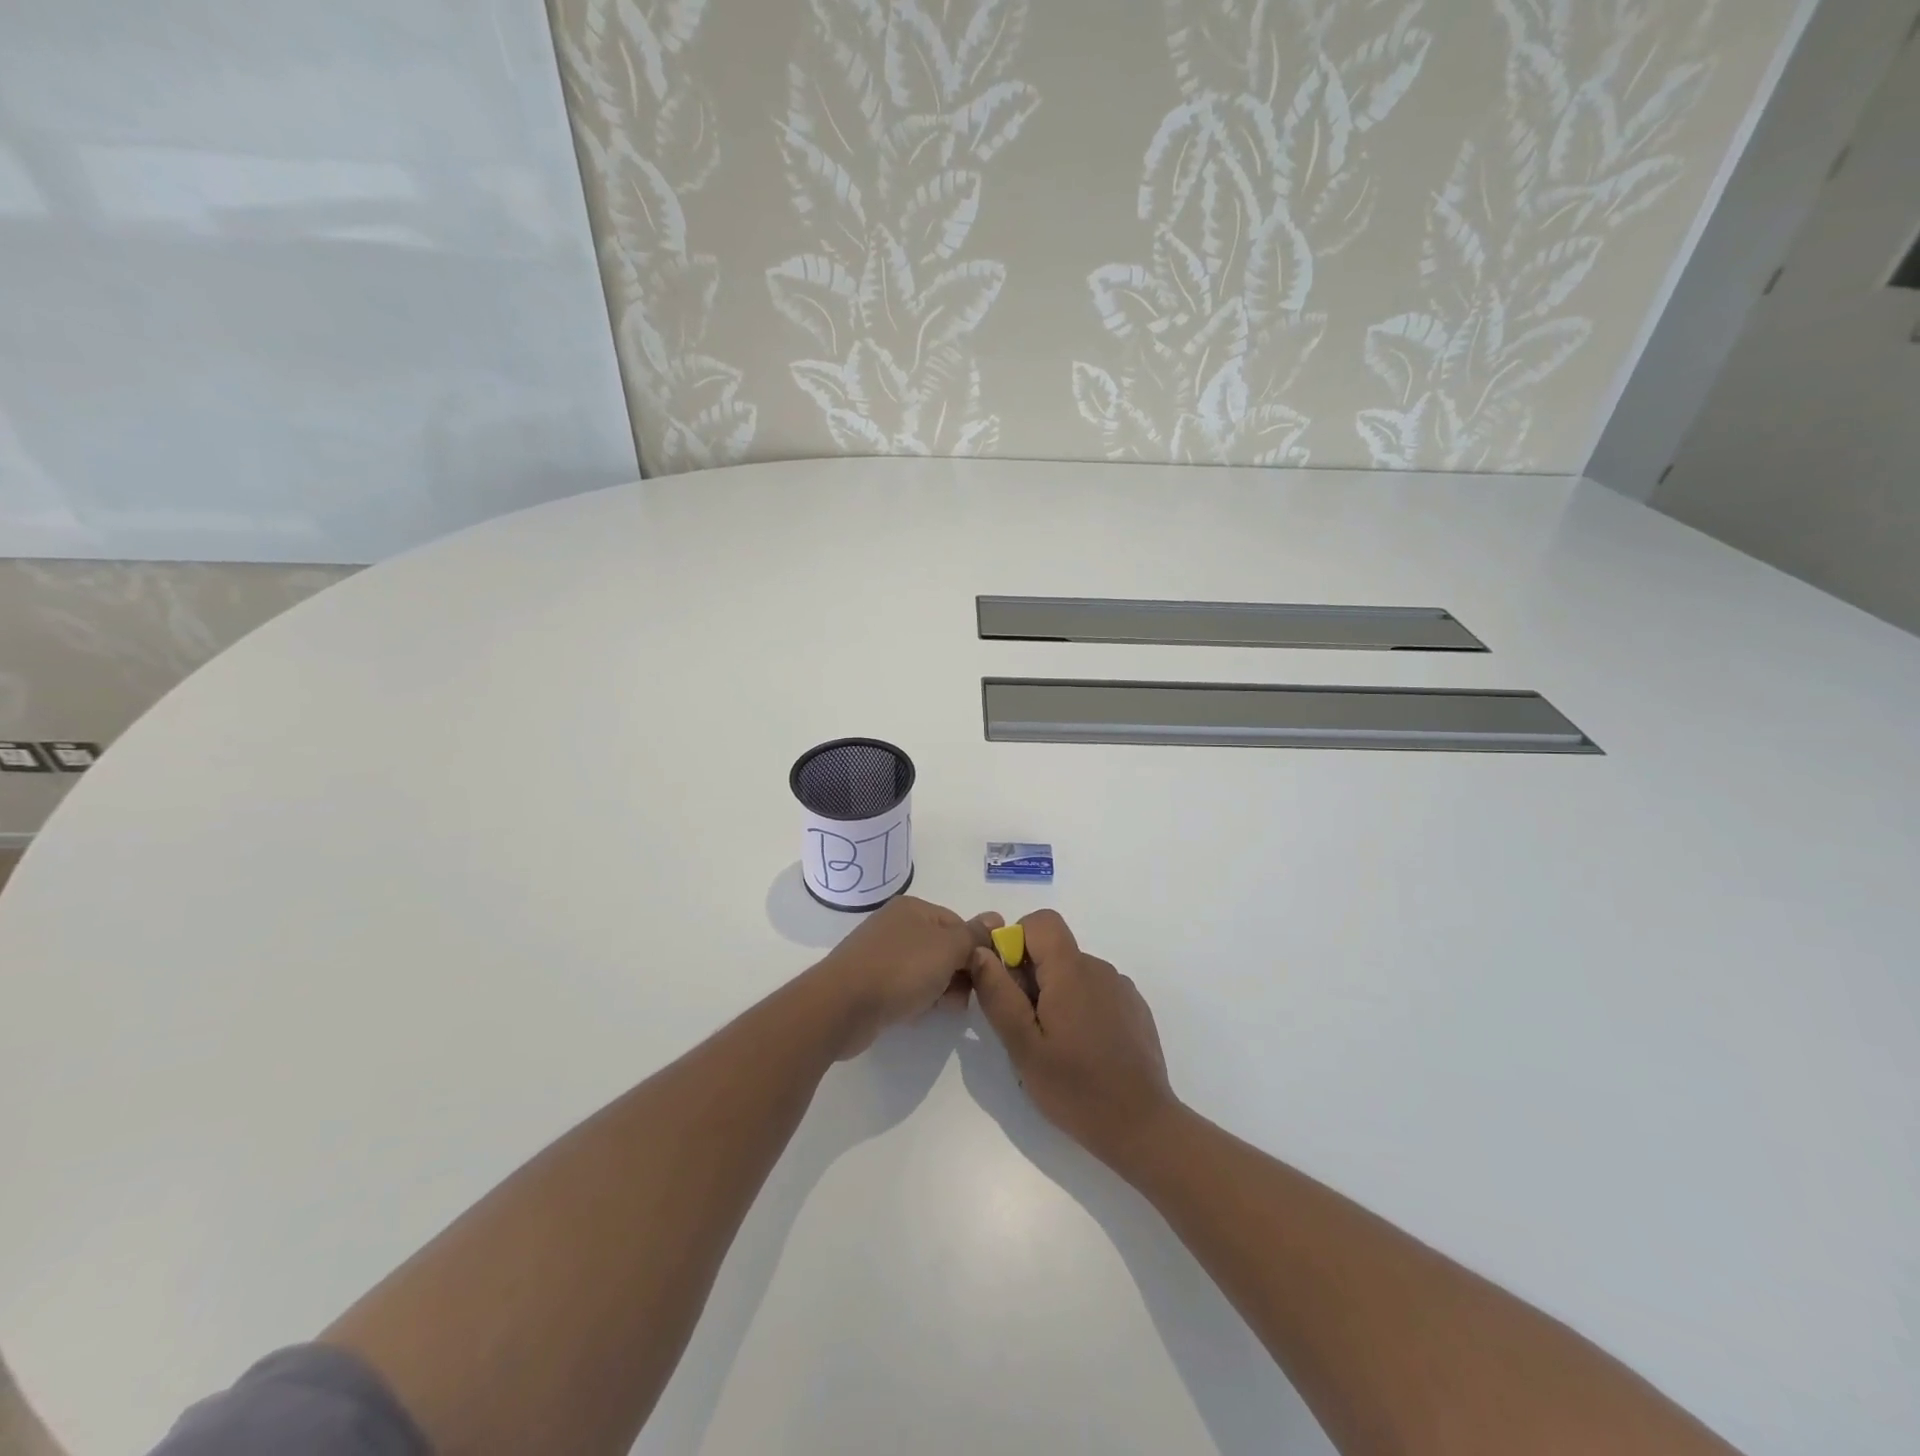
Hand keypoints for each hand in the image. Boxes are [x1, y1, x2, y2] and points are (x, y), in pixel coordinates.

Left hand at [815, 896, 1001, 1058]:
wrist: (842, 1006)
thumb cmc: (900, 970)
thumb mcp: (947, 948)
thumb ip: (974, 935)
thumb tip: (996, 918)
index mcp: (913, 908)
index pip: (958, 924)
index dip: (976, 949)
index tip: (986, 975)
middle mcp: (896, 925)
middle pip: (942, 947)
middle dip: (960, 972)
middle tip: (967, 996)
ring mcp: (881, 954)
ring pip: (926, 970)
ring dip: (941, 988)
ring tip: (945, 1008)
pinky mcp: (871, 982)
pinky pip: (906, 987)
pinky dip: (918, 998)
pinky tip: (920, 1013)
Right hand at [969, 909, 1178, 1168]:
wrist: (1142, 1127)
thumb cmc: (1075, 1088)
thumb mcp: (1022, 1046)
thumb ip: (998, 994)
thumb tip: (980, 951)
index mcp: (1071, 971)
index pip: (1041, 921)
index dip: (1017, 940)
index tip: (1009, 983)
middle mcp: (1099, 969)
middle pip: (1055, 951)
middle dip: (1032, 978)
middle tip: (1027, 1029)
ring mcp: (1121, 989)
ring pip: (1074, 974)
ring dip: (1056, 996)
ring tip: (1055, 1046)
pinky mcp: (1135, 1009)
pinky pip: (1096, 992)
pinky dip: (1081, 1008)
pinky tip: (1084, 1051)